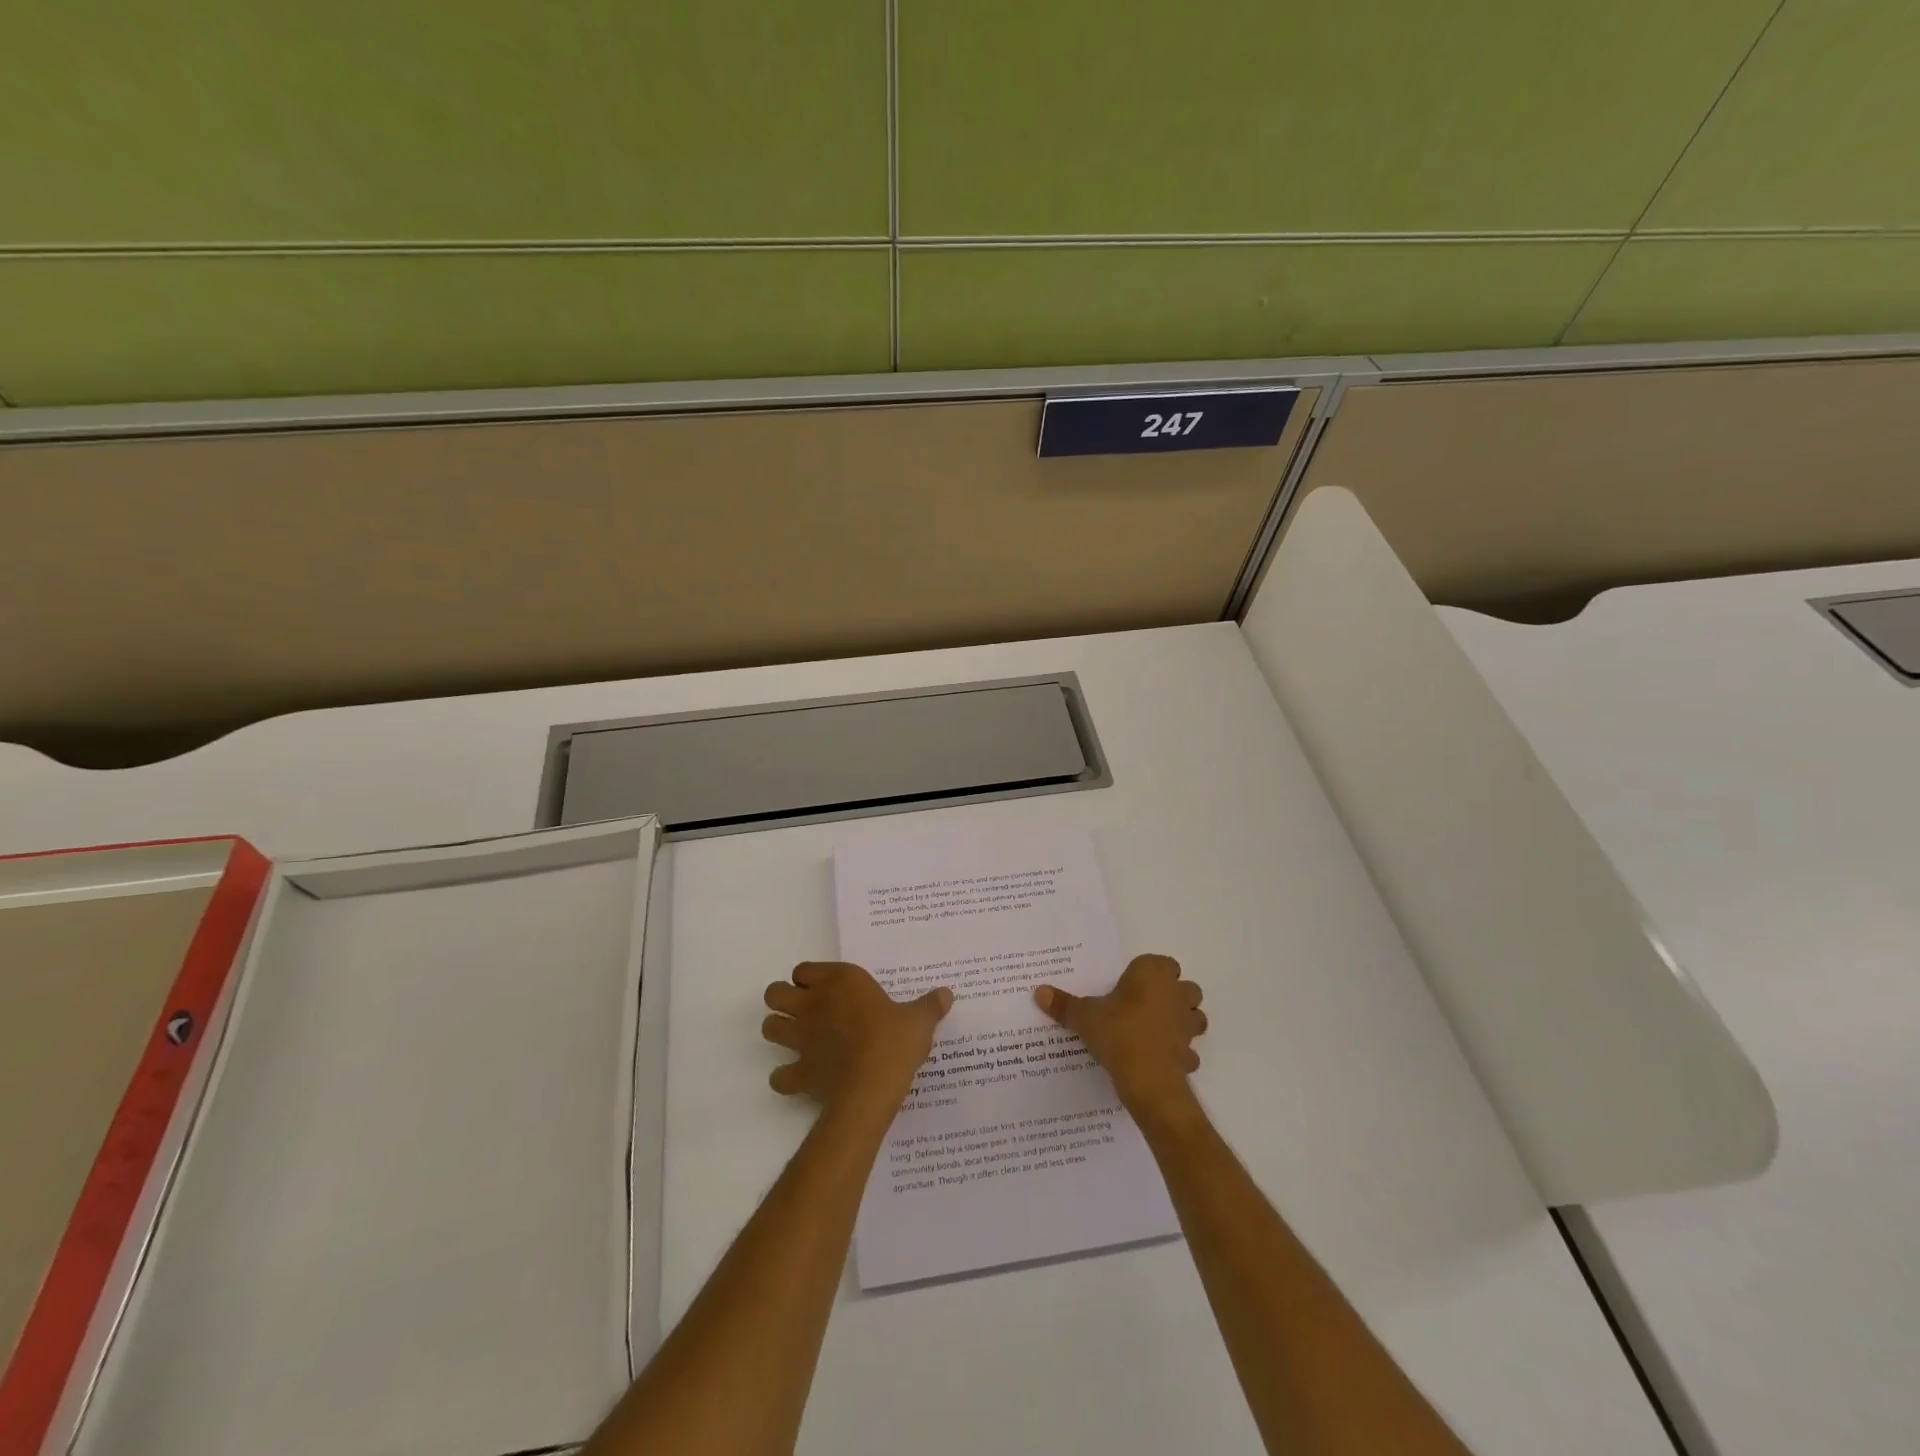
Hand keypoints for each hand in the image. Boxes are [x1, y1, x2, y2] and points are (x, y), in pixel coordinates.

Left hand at [762, 962, 952, 1114]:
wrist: (871, 1088)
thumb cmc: (894, 1042)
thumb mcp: (919, 1020)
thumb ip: (929, 1005)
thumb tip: (947, 994)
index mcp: (840, 982)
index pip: (804, 969)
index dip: (809, 978)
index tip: (826, 989)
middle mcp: (813, 1004)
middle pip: (775, 994)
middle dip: (783, 1000)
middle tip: (805, 1010)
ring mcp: (801, 1039)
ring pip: (769, 1027)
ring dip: (778, 1031)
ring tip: (798, 1039)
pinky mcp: (799, 1072)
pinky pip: (779, 1075)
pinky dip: (785, 1077)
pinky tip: (800, 1078)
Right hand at [1034, 953, 1205, 1115]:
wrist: (1147, 1078)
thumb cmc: (1117, 1032)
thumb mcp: (1084, 1016)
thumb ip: (1064, 1004)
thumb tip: (1039, 992)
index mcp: (1153, 974)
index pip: (1162, 962)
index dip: (1148, 973)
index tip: (1130, 985)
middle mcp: (1176, 993)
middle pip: (1184, 986)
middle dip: (1171, 994)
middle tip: (1143, 1005)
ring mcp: (1187, 1024)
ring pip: (1194, 1015)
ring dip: (1181, 1020)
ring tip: (1154, 1030)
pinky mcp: (1190, 1052)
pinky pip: (1188, 1048)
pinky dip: (1178, 1052)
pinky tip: (1159, 1058)